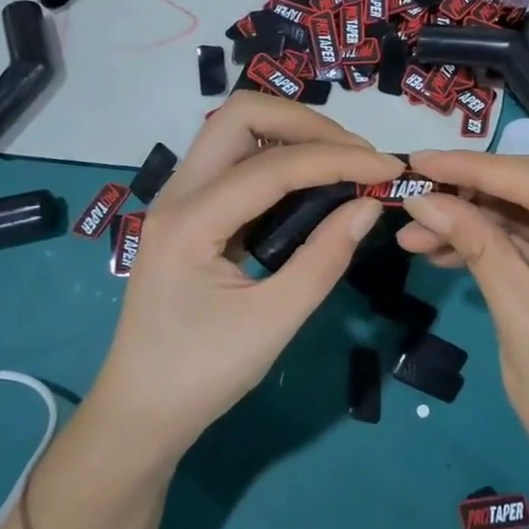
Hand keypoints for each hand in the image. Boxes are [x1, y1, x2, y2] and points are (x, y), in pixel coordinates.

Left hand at [81, 94, 401, 467]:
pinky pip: (234, 158)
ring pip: (235, 129)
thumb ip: (325, 258)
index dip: (337, 158)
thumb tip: (369, 204)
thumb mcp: (273, 322)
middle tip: (356, 155)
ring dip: (291, 132)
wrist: (140, 412)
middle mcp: (178, 193)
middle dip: (307, 123)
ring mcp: (179, 197)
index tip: (388, 167)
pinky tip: (310, 182)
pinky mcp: (189, 209)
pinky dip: (277, 153)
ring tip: (341, 162)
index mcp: (191, 221)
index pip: (274, 165)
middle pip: (241, 115)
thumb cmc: (202, 375)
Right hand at [396, 150, 528, 527]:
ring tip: (415, 229)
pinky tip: (439, 248)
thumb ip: (476, 246)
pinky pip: (528, 241)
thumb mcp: (519, 316)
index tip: (420, 162)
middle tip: (419, 185)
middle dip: (474, 185)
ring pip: (528, 212)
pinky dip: (486, 241)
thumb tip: (422, 198)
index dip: (476, 169)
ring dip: (474, 216)